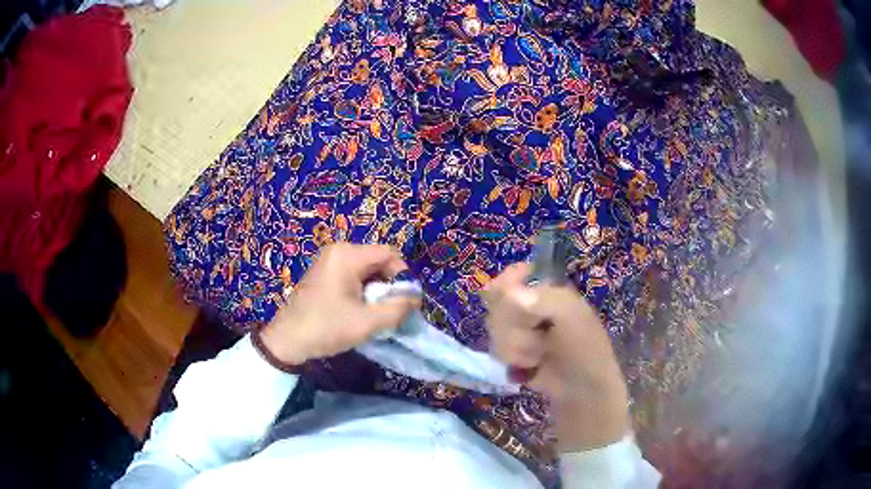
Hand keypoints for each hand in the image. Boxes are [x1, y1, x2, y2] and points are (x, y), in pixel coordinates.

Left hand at [259, 243, 420, 364]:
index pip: (389, 254)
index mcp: (348, 255)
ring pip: (366, 270)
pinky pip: (352, 275)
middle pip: (377, 260)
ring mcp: (329, 261)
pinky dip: (362, 290)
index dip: (403, 276)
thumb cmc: (327, 328)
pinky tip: (360, 310)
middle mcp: (338, 251)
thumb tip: (415, 298)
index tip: (406, 301)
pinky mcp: (323, 273)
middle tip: (391, 310)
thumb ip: (397, 308)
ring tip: (376, 313)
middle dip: (389, 285)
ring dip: (376, 290)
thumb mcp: (367, 322)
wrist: (288, 340)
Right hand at [483, 263, 627, 451]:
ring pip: (495, 331)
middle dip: (515, 325)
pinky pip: (495, 351)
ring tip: (539, 355)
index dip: (506, 286)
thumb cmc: (585, 348)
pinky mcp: (511, 353)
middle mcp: (527, 307)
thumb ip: (544, 301)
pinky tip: (531, 366)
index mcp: (544, 291)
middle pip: (497, 306)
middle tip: (539, 333)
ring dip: (517, 347)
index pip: (510, 278)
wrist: (583, 388)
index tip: (514, 301)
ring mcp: (518, 331)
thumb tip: (512, 294)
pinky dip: (513, 360)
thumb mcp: (573, 316)